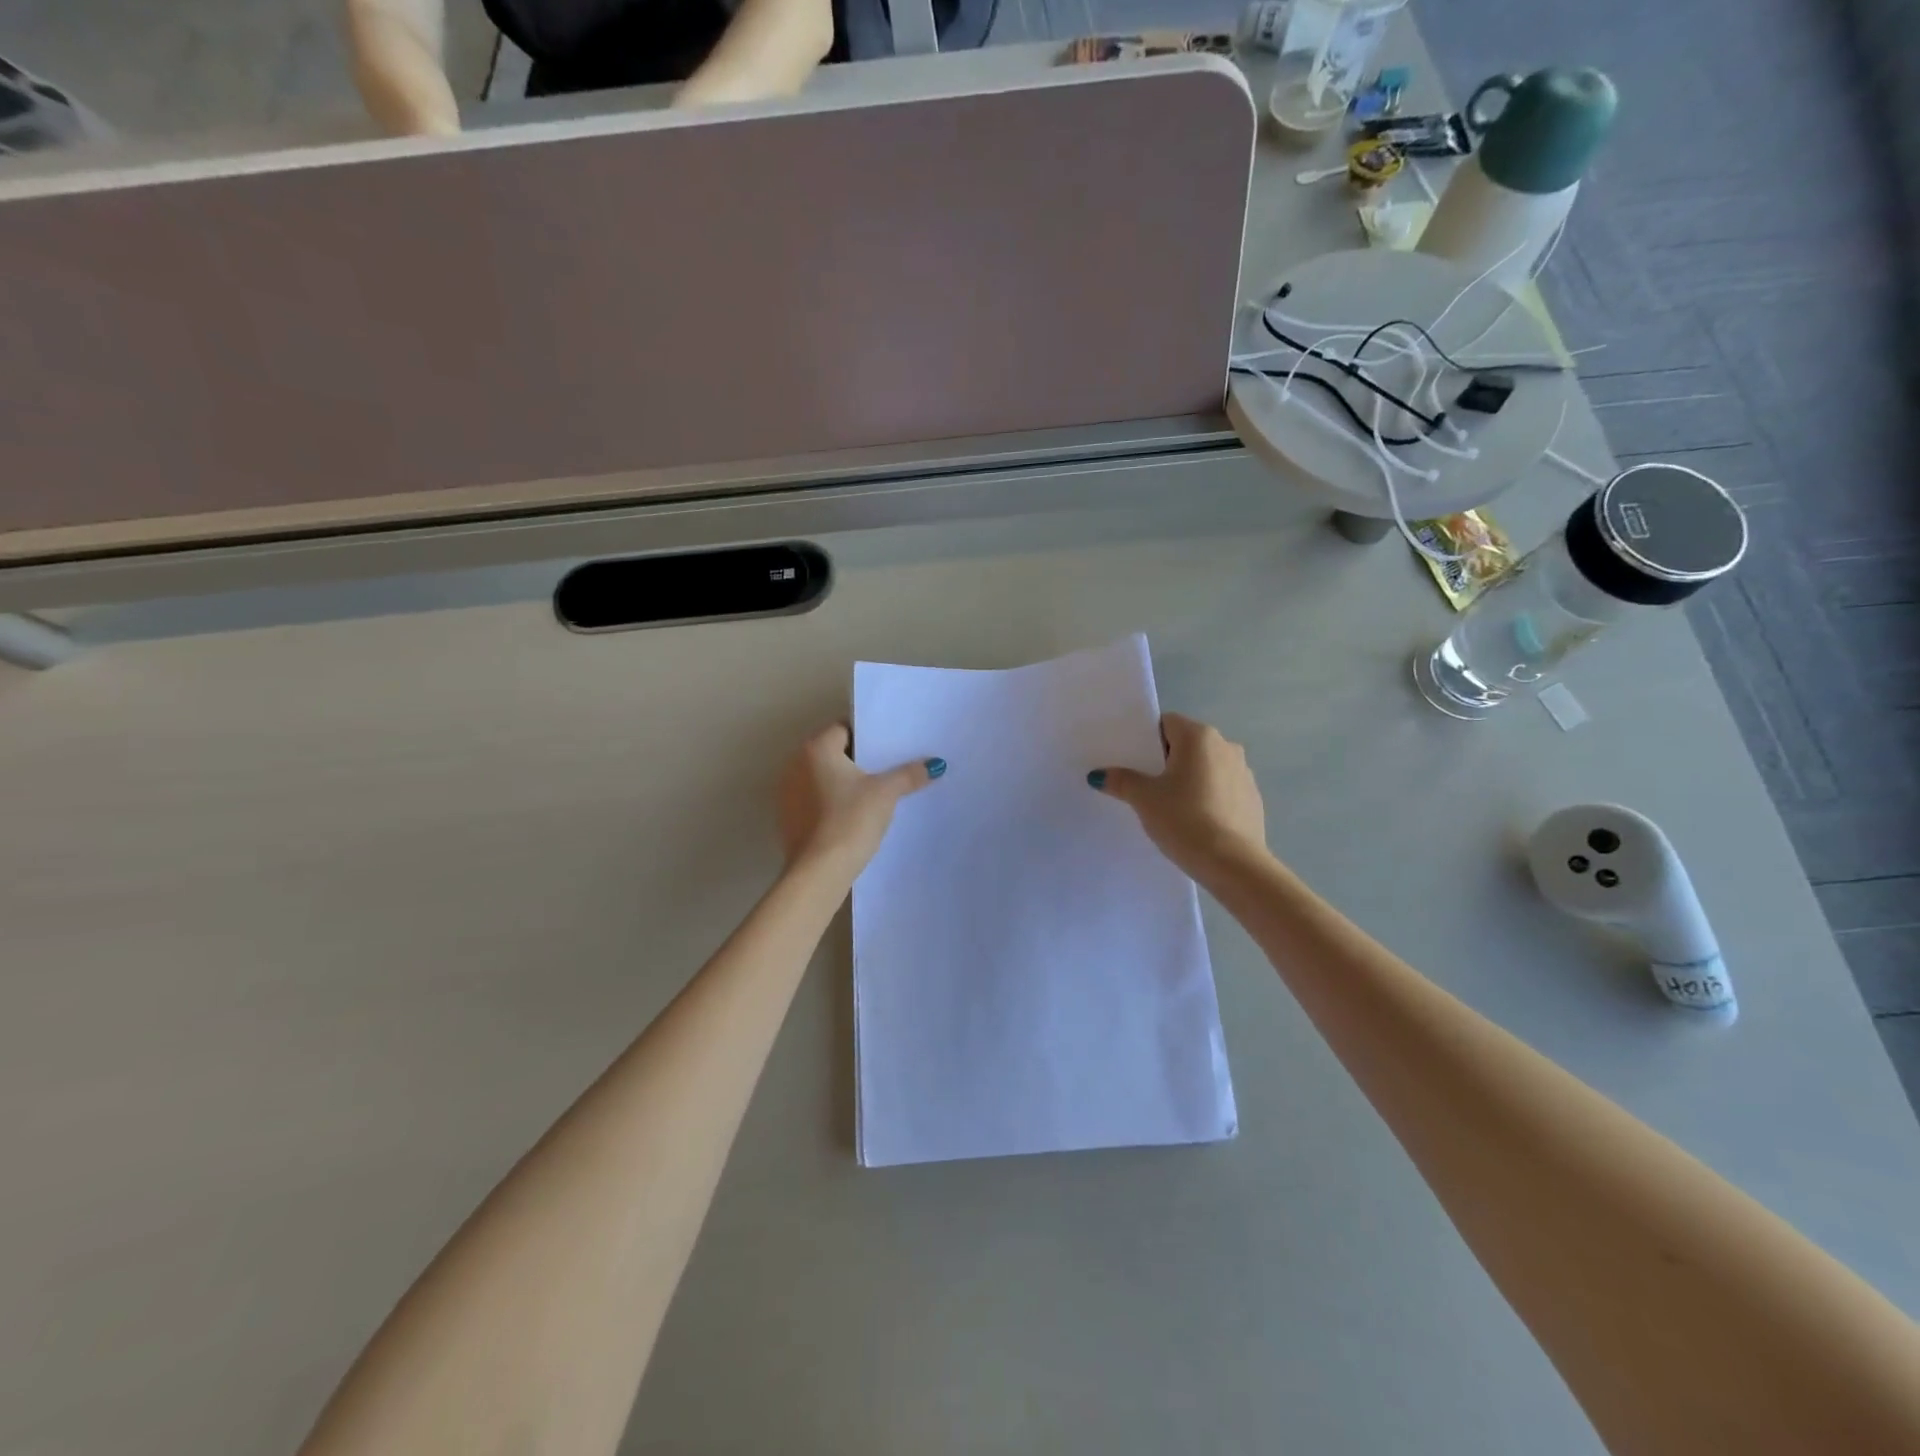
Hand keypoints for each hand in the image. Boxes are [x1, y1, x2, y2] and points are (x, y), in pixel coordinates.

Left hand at [777, 724, 943, 879]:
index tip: (888, 748)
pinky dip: (830, 804)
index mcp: (816, 749)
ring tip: (872, 794)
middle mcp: (795, 765)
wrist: (820, 871)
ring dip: (841, 783)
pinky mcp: (788, 819)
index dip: (867, 737)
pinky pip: (813, 801)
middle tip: (886, 769)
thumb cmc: (851, 820)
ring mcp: (787, 793)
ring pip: (821, 778)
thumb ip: (909, 774)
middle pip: (832, 753)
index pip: (843, 729)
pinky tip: (851, 817)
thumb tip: (935, 763)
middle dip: (857, 760)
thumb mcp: (886, 794)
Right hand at [1089, 713, 1266, 878]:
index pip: (1167, 723)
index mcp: (1199, 736)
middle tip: (1146, 785)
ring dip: (1190, 778)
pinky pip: (1223, 787)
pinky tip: (1196, 821)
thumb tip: (1098, 775)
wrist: (1232, 864)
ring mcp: (1244, 772)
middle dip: (1167, 760)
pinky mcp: (1253, 798)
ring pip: (1207, 766)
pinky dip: (1208, 796)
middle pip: (1187, 744)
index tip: (1134, 763)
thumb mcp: (1144, 799)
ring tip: (1171, 806)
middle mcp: (1226, 746)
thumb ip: (1121, 781)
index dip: (1147, 740)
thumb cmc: (1184, 819)